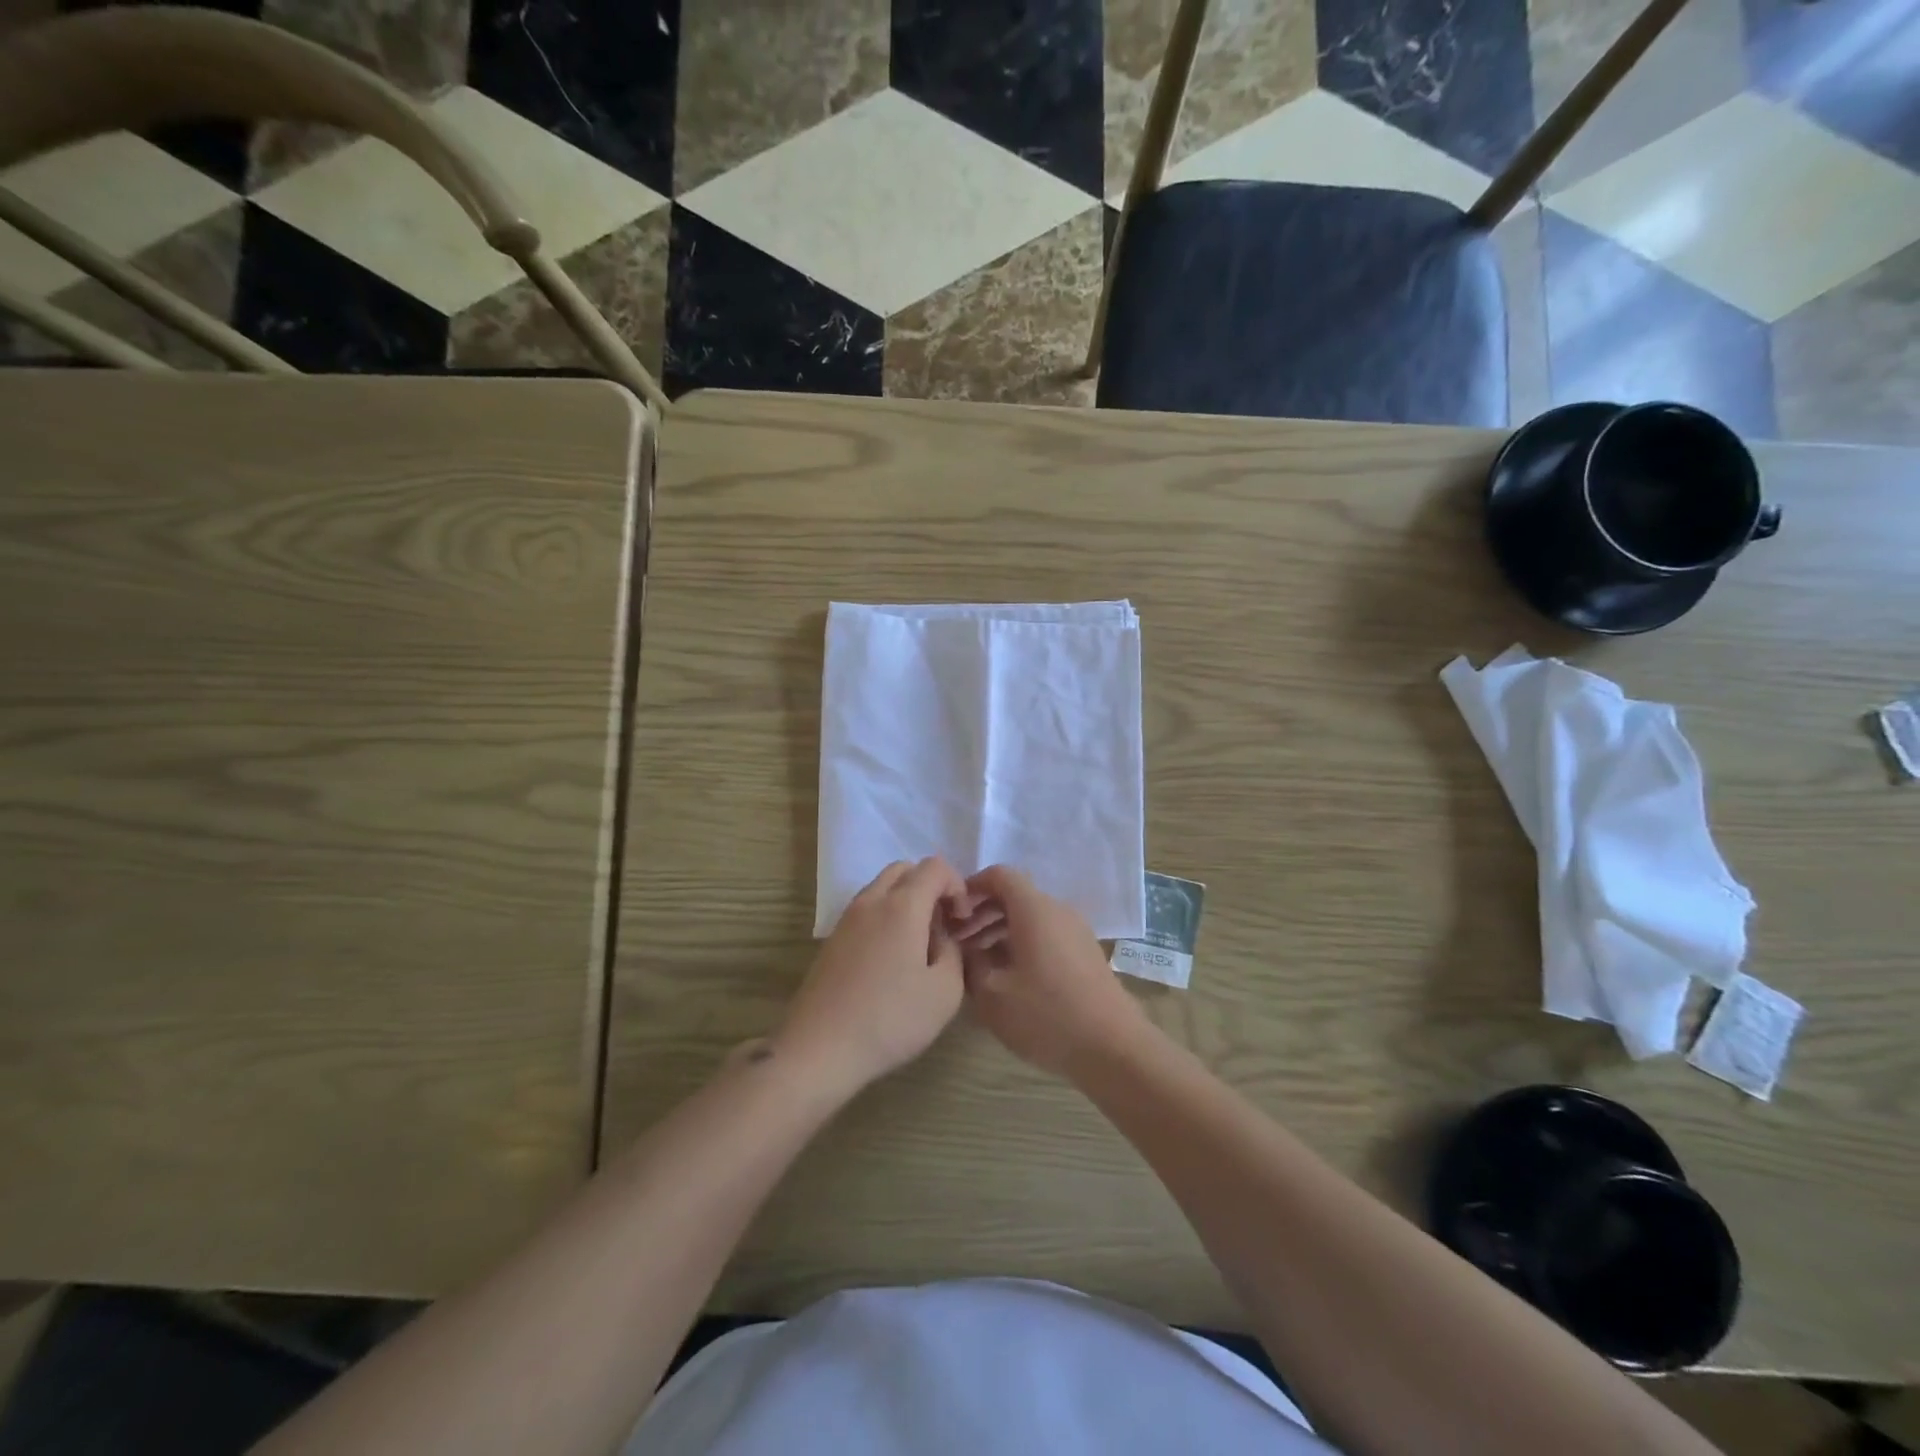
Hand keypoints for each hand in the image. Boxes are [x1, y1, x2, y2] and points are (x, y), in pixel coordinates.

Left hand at [775, 858, 971, 1097]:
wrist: (820, 1048)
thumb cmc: (890, 1019)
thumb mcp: (945, 992)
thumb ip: (953, 953)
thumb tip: (942, 938)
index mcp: (903, 906)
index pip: (935, 867)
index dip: (957, 885)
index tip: (962, 921)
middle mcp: (872, 901)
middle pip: (905, 869)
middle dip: (931, 887)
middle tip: (943, 924)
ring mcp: (847, 918)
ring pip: (882, 887)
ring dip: (907, 900)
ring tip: (919, 943)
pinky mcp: (833, 939)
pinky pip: (867, 909)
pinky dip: (886, 916)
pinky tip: (892, 958)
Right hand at [960, 865, 1152, 1079]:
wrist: (1113, 1048)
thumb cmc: (1047, 1015)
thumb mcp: (992, 994)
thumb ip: (970, 963)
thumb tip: (964, 948)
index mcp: (1034, 909)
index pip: (999, 875)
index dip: (971, 887)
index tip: (951, 913)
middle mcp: (1058, 911)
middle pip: (1014, 896)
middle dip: (982, 913)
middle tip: (958, 942)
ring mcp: (1076, 932)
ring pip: (1030, 917)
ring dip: (1000, 931)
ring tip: (978, 963)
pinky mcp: (1085, 954)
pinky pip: (1046, 935)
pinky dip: (1021, 944)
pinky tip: (1008, 977)